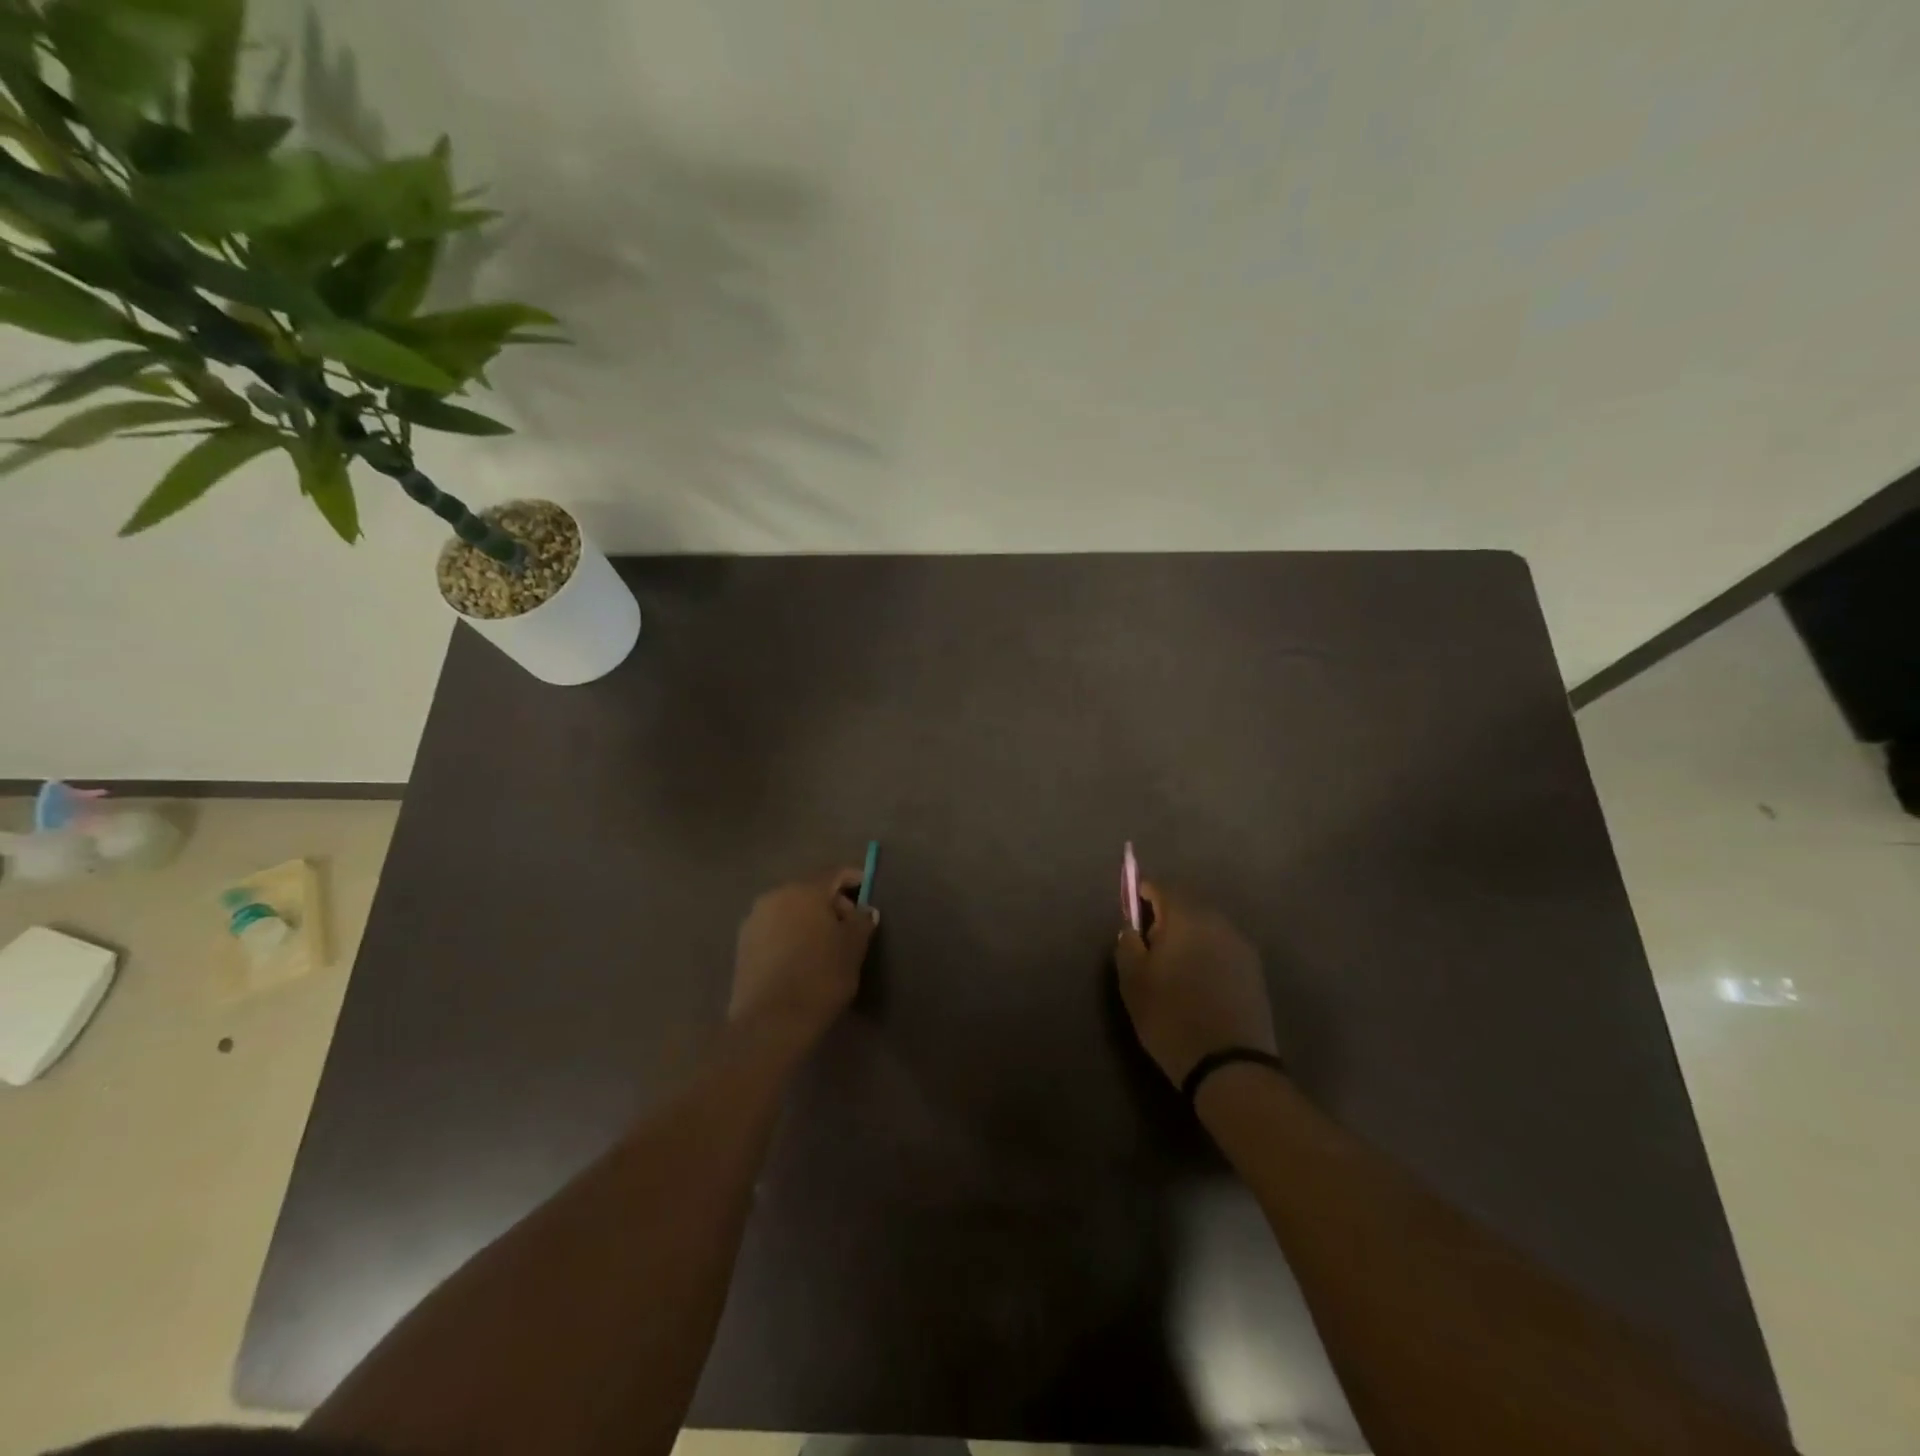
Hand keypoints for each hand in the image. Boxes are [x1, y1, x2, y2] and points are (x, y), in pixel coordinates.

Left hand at [729, 869, 876, 1053]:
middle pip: (810, 890)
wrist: (770, 1022)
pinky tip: (801, 958)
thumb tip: (865, 911)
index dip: (855, 879)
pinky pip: (775, 929)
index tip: (868, 892)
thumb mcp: (853, 949)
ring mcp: (754, 920)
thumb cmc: (820, 978)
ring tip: (826, 946)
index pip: (835, 874)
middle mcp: (775, 896)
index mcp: (805, 891)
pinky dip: (791, 935)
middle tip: (850, 926)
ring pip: (790, 910)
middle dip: (832, 903)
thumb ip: (862, 922)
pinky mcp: (743, 945)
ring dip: (809, 920)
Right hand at [1115, 882, 1276, 1084]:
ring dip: (1189, 935)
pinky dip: (1207, 953)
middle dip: (1166, 915)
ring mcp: (1240, 945)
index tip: (1131, 910)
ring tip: (1173, 965)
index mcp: (1186, 917)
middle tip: (1149, 943)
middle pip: (1187, 904)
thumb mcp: (1133, 981)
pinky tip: (1198, 980)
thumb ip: (1128, 944)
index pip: (1161, 888)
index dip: (1142, 894)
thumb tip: (1132, 927)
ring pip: (1207, 926)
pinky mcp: (1254, 970)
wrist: (1230, 1065)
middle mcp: (1217, 921)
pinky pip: (1222, 947)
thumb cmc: (1171, 1016)